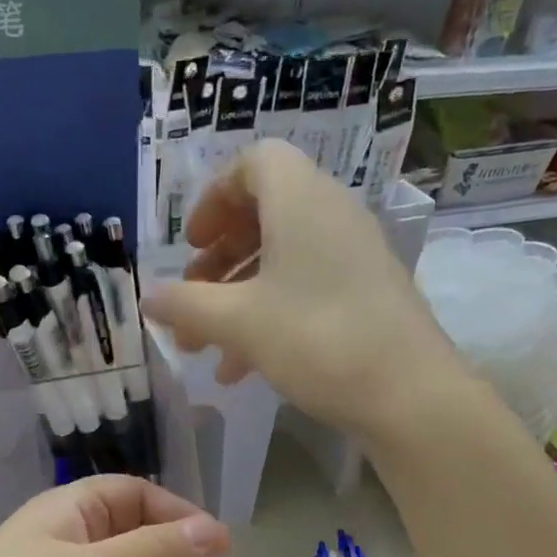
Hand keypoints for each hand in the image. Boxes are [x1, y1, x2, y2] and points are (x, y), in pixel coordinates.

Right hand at [143, 139, 469, 439]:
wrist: (408, 394)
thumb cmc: (316, 339)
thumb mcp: (238, 321)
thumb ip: (187, 305)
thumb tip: (147, 298)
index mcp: (301, 200)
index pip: (253, 163)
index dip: (214, 198)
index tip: (191, 243)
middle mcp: (331, 215)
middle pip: (264, 214)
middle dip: (218, 259)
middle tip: (191, 298)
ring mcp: (354, 256)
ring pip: (281, 259)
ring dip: (236, 296)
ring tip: (203, 345)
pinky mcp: (366, 294)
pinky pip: (306, 287)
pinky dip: (268, 314)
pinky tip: (240, 368)